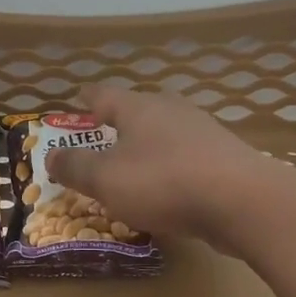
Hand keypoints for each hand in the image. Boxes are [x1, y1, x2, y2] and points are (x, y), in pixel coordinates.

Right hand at [44, 85, 273, 243]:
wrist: (244, 202)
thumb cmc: (163, 182)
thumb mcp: (105, 179)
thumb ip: (75, 166)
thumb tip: (51, 155)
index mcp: (138, 107)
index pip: (104, 94)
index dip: (87, 99)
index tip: (77, 101)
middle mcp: (171, 110)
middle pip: (137, 110)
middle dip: (118, 124)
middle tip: (101, 139)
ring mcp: (203, 132)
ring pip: (164, 133)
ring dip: (146, 147)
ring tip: (132, 168)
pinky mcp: (225, 158)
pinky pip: (186, 157)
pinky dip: (170, 168)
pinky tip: (167, 189)